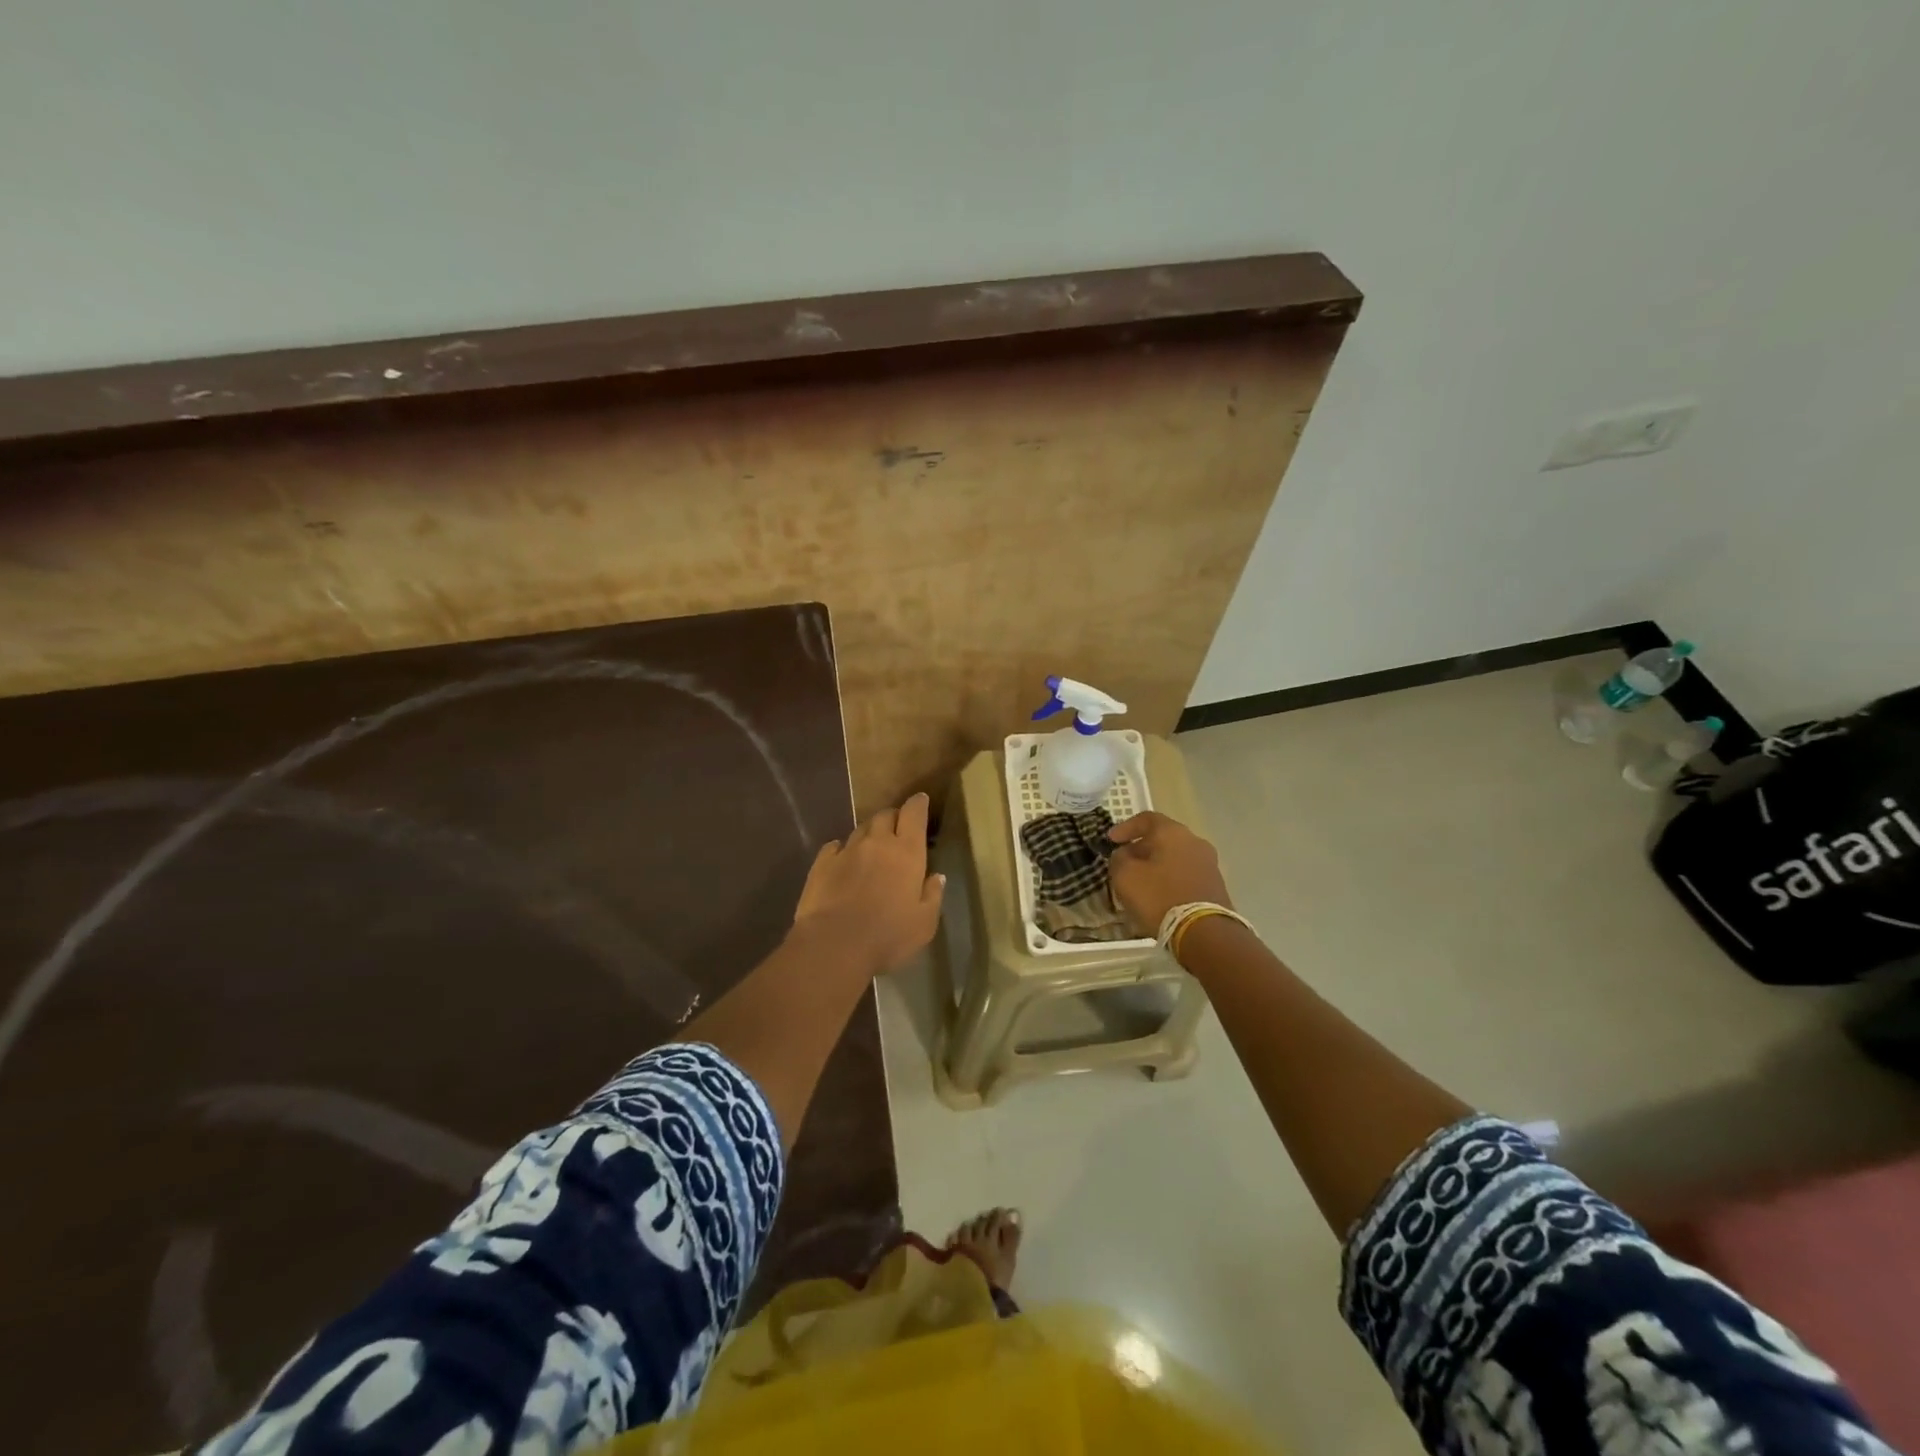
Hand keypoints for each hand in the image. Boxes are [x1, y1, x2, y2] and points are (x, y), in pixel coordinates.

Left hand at [792, 792, 945, 977]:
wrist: (834, 944)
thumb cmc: (888, 935)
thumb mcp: (924, 923)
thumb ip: (932, 896)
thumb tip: (936, 876)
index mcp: (906, 852)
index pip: (914, 814)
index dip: (918, 804)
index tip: (920, 800)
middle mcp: (877, 843)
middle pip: (885, 816)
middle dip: (893, 817)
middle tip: (897, 828)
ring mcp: (847, 851)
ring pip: (860, 829)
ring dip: (869, 833)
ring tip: (871, 847)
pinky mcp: (822, 864)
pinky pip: (834, 846)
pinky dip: (842, 849)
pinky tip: (843, 859)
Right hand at [1107, 811, 1230, 936]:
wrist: (1205, 933)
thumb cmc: (1159, 897)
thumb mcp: (1125, 876)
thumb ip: (1119, 859)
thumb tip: (1124, 855)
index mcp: (1173, 832)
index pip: (1146, 818)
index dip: (1125, 827)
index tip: (1110, 840)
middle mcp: (1195, 842)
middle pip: (1162, 838)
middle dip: (1141, 849)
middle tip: (1124, 863)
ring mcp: (1209, 864)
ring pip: (1175, 857)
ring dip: (1156, 866)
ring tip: (1140, 883)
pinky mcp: (1215, 886)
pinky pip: (1185, 875)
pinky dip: (1169, 880)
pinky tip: (1158, 897)